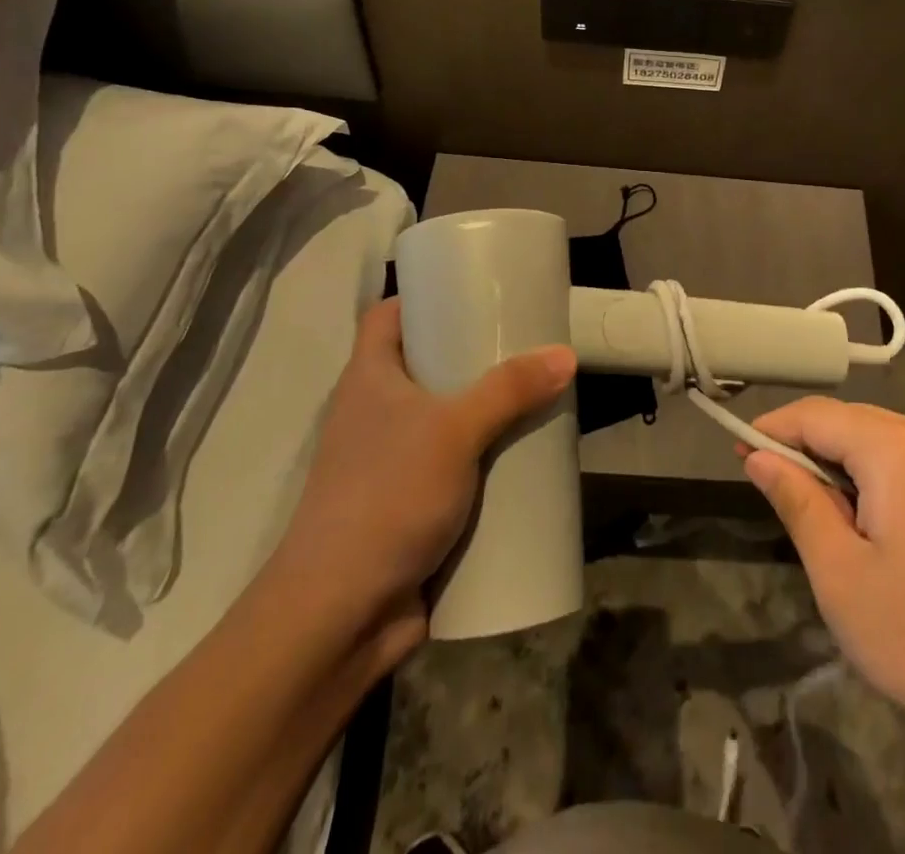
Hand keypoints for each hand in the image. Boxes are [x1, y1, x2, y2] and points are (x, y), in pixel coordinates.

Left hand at [262, 297, 575, 669]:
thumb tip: (565, 355)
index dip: (422, 296)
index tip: (473, 288)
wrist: (339, 616)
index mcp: (369, 379)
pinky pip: (454, 465)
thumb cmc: (386, 497)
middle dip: (473, 354)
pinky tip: (523, 456)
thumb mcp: (453, 431)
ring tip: (535, 393)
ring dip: (484, 410)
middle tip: (524, 341)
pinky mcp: (411, 504)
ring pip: (444, 418)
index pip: (386, 316)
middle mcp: (375, 413)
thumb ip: (509, 390)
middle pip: (425, 364)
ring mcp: (391, 462)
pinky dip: (484, 458)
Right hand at [739, 398, 904, 763]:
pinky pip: (903, 456)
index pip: (818, 415)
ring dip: (837, 464)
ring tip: (814, 513)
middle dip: (805, 448)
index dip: (772, 428)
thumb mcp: (841, 575)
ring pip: (875, 437)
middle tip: (770, 490)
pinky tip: (860, 518)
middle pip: (849, 421)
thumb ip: (797, 501)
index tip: (736, 453)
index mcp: (901, 449)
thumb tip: (757, 455)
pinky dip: (870, 475)